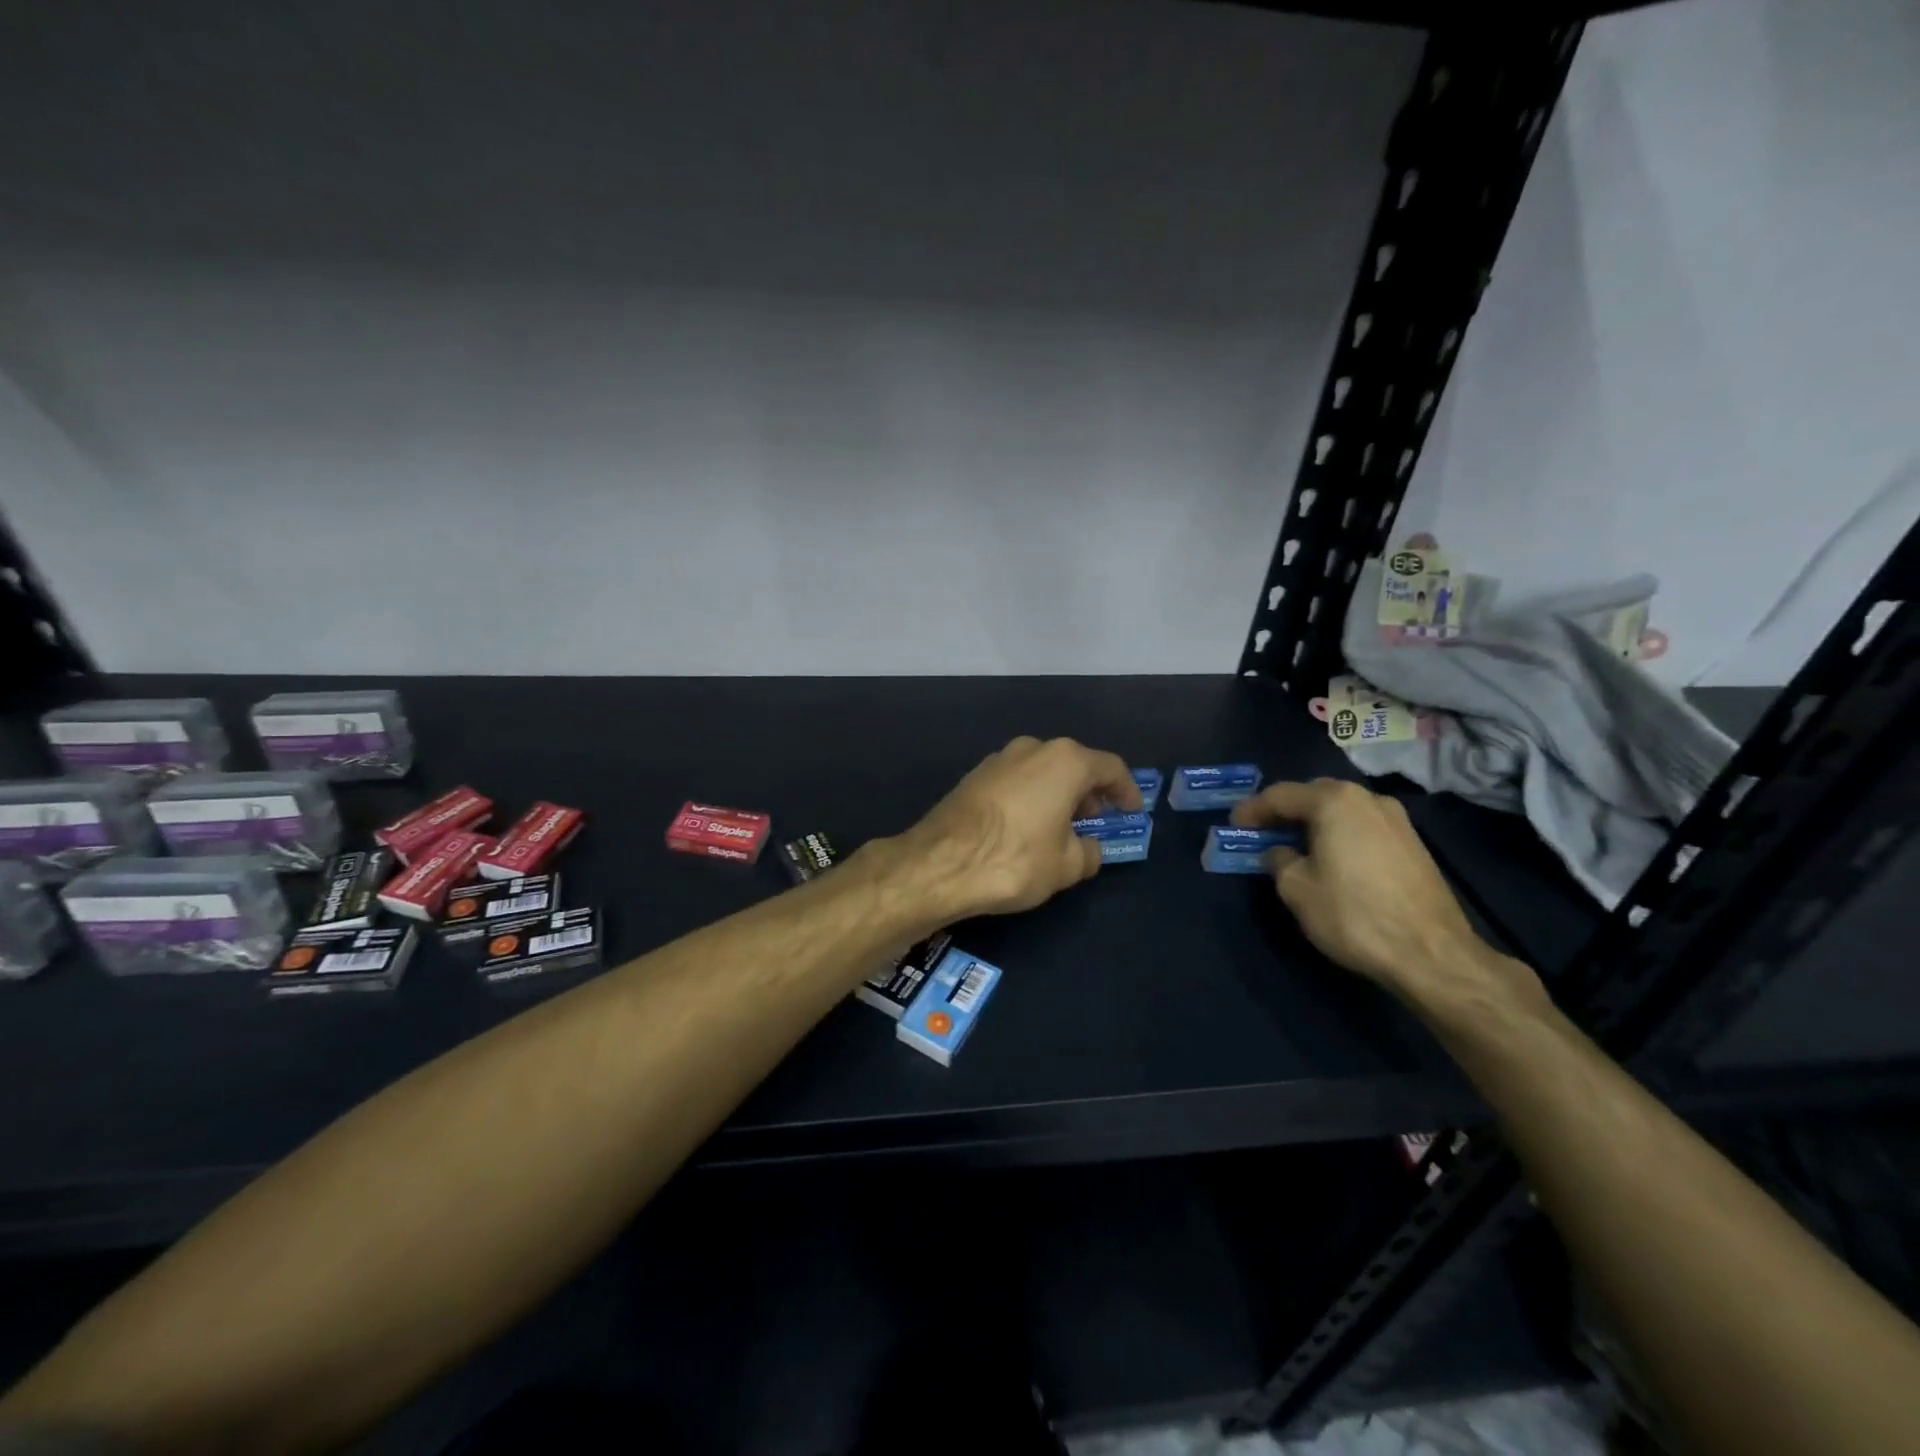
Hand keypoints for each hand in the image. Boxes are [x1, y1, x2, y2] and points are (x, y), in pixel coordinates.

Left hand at [896, 736, 1140, 918]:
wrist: (940, 863)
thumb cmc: (1015, 859)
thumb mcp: (1066, 866)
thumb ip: (1088, 852)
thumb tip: (1089, 848)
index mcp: (1065, 761)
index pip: (1110, 767)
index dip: (1126, 790)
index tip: (1132, 810)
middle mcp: (1032, 749)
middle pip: (1073, 764)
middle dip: (1089, 791)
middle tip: (1095, 820)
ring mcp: (998, 759)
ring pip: (1041, 771)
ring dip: (1057, 794)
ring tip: (1061, 827)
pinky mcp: (973, 776)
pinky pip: (1015, 782)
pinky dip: (1030, 798)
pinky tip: (1026, 827)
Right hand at [1231, 779, 1543, 1009]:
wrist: (1431, 953)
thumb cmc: (1353, 914)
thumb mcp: (1297, 888)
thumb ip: (1279, 860)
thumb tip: (1279, 852)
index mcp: (1334, 801)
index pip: (1280, 795)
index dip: (1252, 810)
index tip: (1233, 826)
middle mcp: (1367, 798)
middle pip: (1314, 795)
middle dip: (1285, 812)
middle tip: (1262, 832)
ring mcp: (1396, 819)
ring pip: (1342, 811)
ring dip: (1314, 823)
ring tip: (1295, 847)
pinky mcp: (1413, 844)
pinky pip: (1363, 827)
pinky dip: (1339, 835)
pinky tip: (1331, 859)